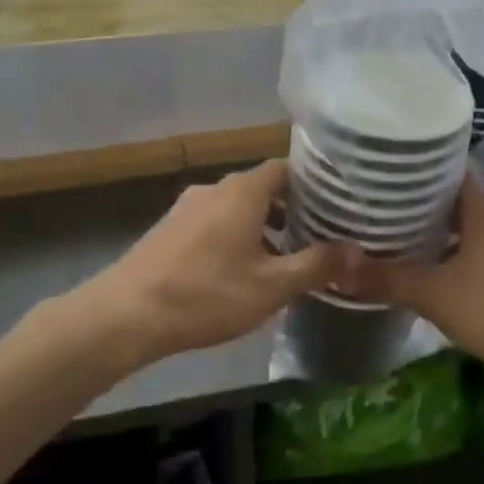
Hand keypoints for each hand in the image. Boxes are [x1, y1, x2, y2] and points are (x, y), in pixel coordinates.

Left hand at [90, 160, 345, 361]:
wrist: (125, 315)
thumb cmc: (207, 294)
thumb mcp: (272, 286)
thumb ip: (317, 265)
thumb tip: (358, 251)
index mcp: (243, 191)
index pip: (287, 168)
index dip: (313, 184)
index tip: (335, 205)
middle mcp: (215, 188)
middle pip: (262, 188)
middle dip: (291, 210)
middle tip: (317, 236)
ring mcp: (186, 207)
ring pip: (236, 207)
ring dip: (262, 226)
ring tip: (283, 259)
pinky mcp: (168, 229)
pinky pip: (213, 222)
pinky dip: (234, 236)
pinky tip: (240, 271)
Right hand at [343, 178, 483, 383]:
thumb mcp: (434, 295)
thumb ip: (386, 280)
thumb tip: (335, 271)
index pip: (448, 173)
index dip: (416, 173)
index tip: (383, 178)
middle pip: (457, 202)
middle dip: (421, 209)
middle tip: (380, 215)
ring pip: (472, 230)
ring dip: (441, 236)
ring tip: (400, 245)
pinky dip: (460, 257)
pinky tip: (437, 276)